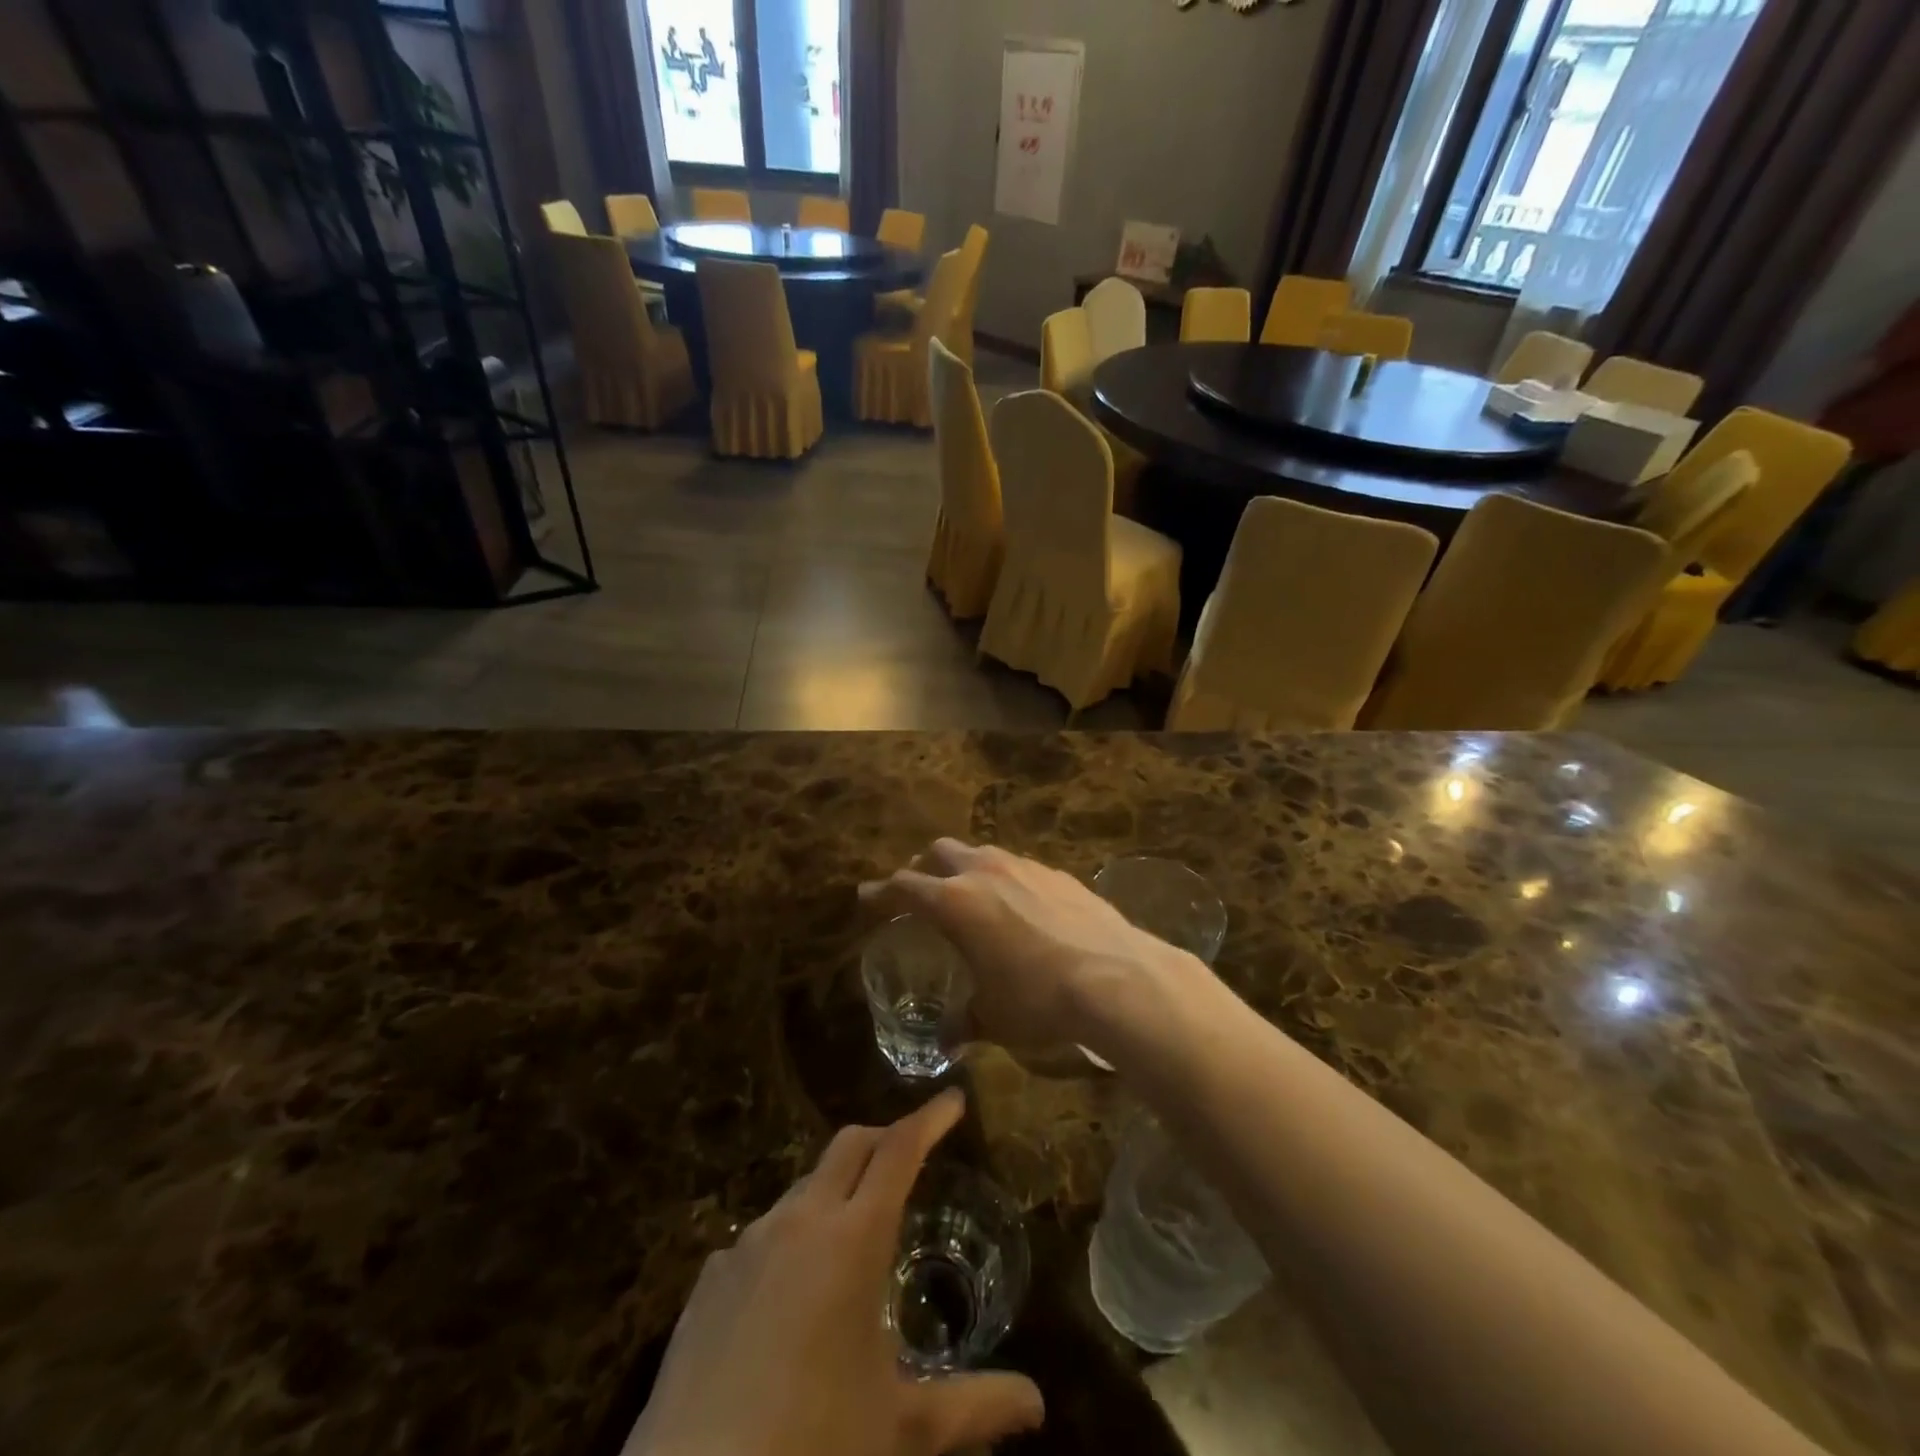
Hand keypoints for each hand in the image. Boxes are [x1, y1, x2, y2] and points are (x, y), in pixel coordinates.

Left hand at [625, 1090, 1043, 1455]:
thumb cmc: (813, 1446)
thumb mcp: (900, 1428)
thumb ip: (973, 1407)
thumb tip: (1037, 1403)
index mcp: (854, 1238)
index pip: (899, 1150)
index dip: (929, 1118)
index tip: (953, 1100)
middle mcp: (800, 1220)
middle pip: (849, 1145)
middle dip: (884, 1138)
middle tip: (910, 1157)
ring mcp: (748, 1243)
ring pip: (803, 1187)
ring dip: (835, 1191)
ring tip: (852, 1237)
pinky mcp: (708, 1277)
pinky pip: (761, 1235)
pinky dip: (791, 1239)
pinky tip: (790, 1296)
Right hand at [859, 840, 1197, 1055]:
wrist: (1117, 977)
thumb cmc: (1040, 1000)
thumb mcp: (994, 1018)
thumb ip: (965, 1022)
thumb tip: (949, 1040)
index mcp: (955, 902)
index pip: (904, 886)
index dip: (881, 892)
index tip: (867, 897)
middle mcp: (985, 872)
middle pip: (940, 852)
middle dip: (923, 867)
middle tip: (920, 891)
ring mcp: (1025, 867)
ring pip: (981, 853)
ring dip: (965, 868)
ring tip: (970, 895)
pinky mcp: (1059, 873)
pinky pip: (1018, 866)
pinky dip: (1005, 879)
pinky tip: (1020, 907)